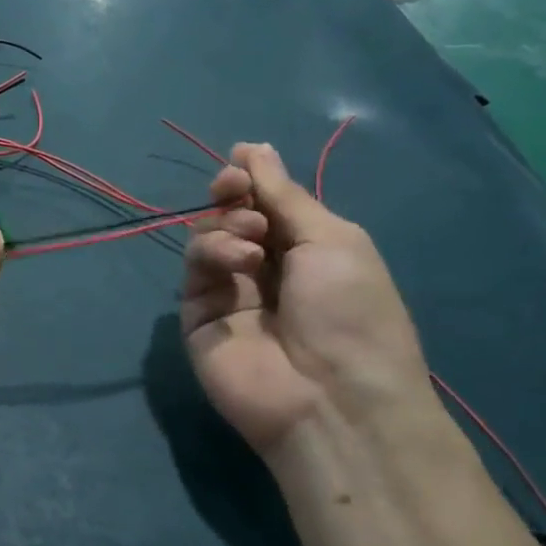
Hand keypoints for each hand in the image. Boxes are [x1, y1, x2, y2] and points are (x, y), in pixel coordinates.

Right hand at [181, 142, 428, 451]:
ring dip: (226, 225)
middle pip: (230, 215)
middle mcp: (265, 268)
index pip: (266, 203)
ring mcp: (229, 293)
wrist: (332, 398)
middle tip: (235, 191)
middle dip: (231, 194)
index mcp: (306, 250)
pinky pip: (194, 269)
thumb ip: (284, 194)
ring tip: (253, 242)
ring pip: (206, 237)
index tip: (240, 162)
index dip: (251, 179)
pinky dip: (212, 253)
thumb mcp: (332, 239)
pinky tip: (240, 262)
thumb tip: (254, 147)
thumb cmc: (351, 311)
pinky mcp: (198, 316)